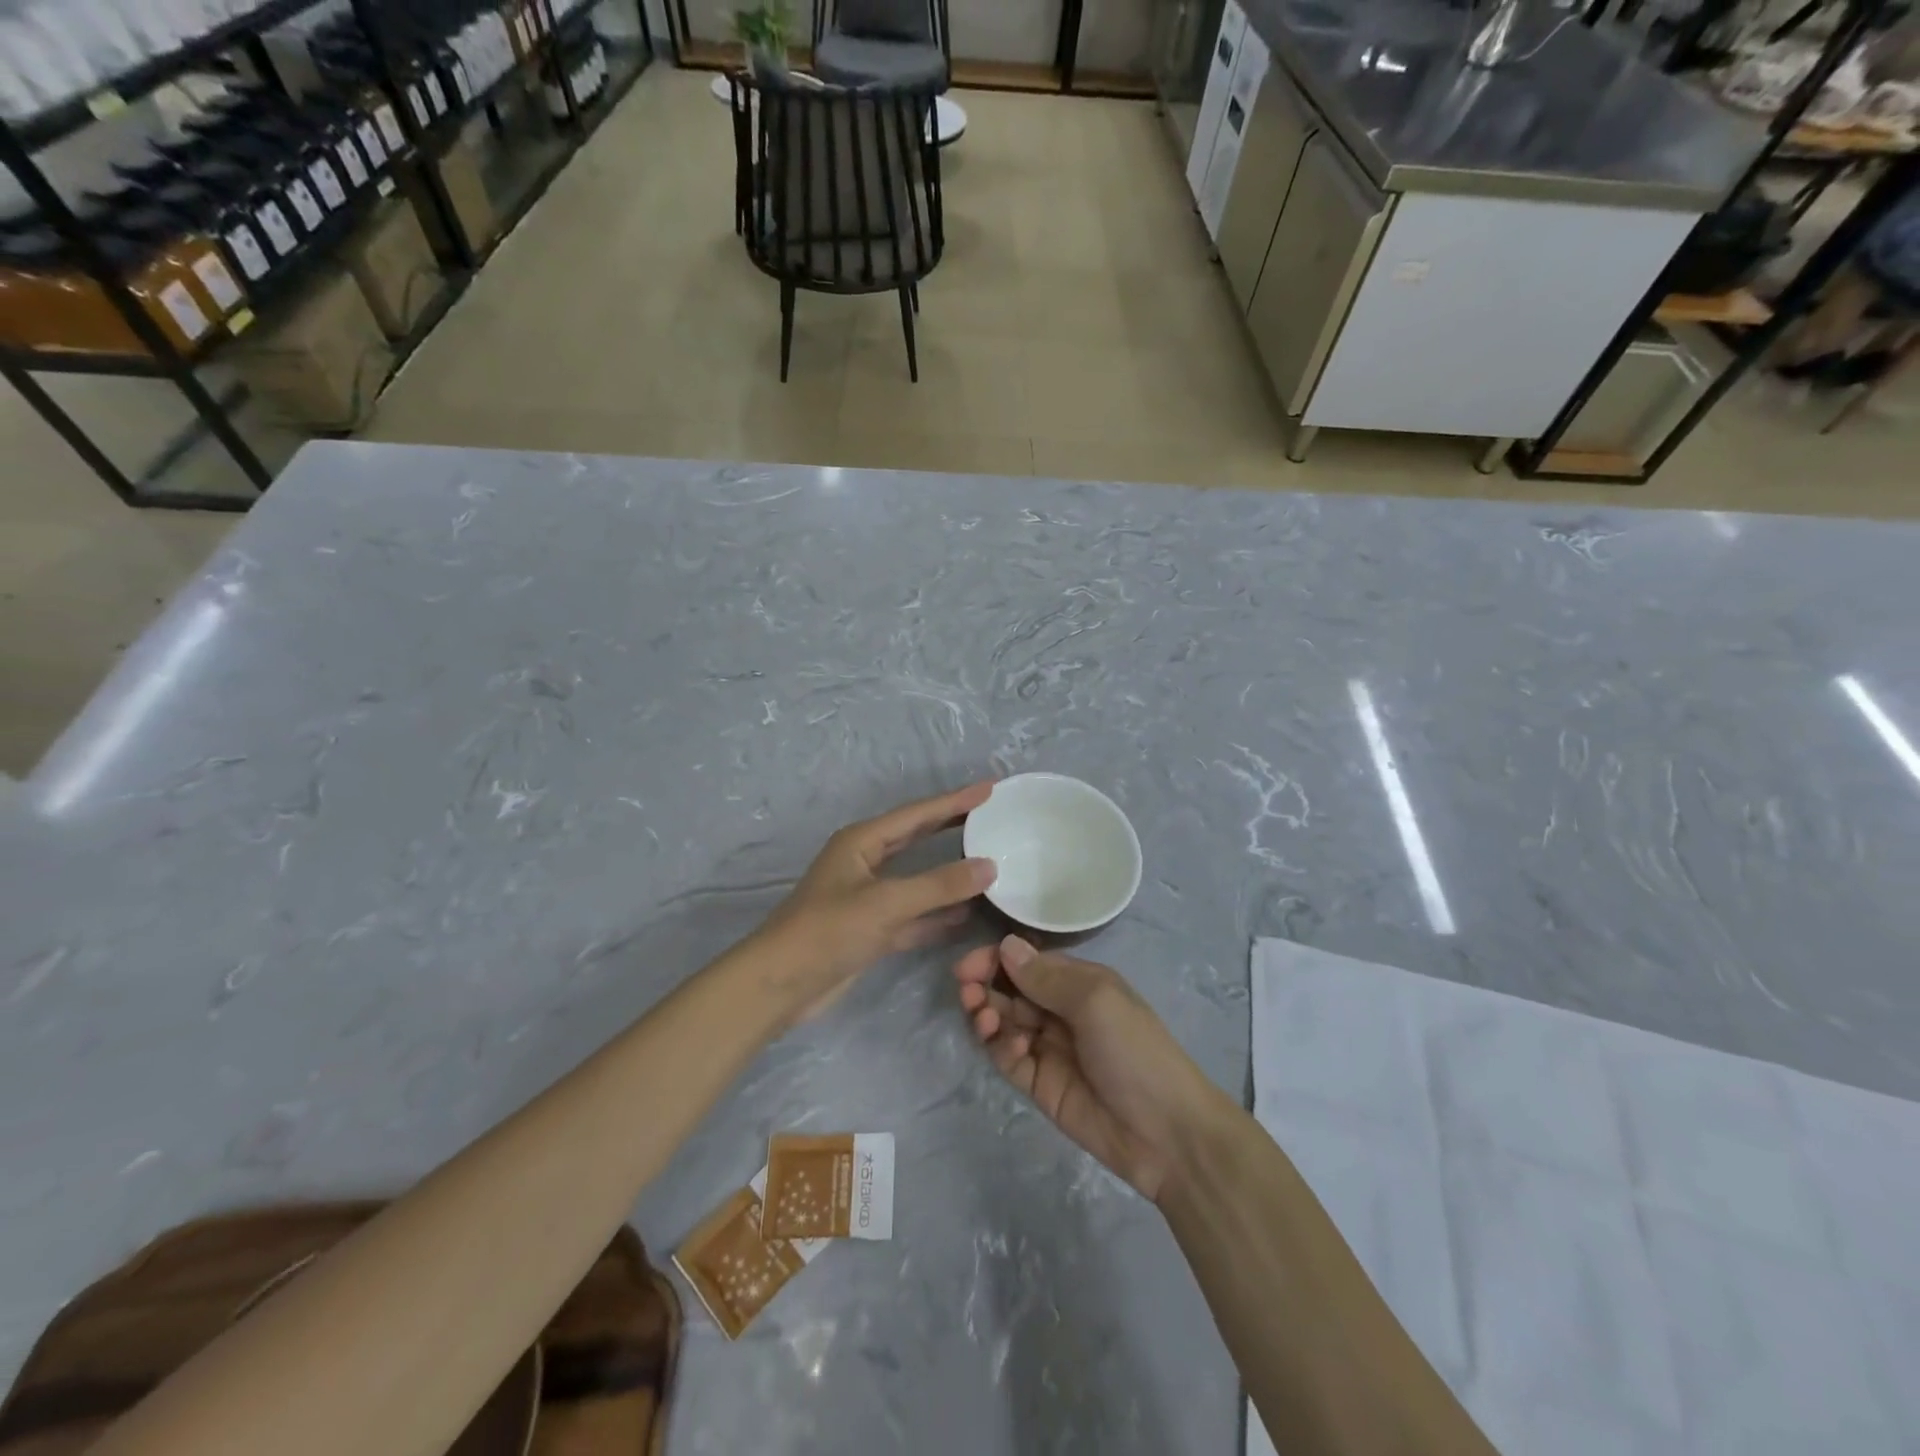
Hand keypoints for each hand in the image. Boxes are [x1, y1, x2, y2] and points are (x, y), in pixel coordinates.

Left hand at [757, 782, 996, 1018]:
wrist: (780, 985)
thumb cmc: (828, 930)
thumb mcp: (886, 902)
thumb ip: (939, 885)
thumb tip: (990, 866)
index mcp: (862, 841)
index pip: (918, 814)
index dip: (954, 801)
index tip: (990, 789)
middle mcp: (865, 862)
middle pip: (917, 838)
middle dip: (952, 827)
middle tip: (990, 816)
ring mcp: (868, 898)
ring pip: (917, 878)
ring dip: (949, 874)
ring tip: (988, 863)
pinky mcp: (871, 929)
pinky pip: (913, 914)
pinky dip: (937, 914)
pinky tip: (967, 915)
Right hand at [954, 936, 1220, 1202]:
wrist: (1166, 1133)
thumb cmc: (1135, 1050)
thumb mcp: (1095, 1001)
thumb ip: (1046, 977)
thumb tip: (1005, 945)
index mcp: (1078, 982)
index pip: (1027, 961)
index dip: (995, 959)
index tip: (968, 966)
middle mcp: (1060, 1009)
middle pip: (1009, 989)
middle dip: (984, 986)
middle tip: (967, 992)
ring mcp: (1048, 1047)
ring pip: (1004, 1021)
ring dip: (987, 1015)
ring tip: (984, 1020)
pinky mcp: (1040, 1083)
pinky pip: (1007, 1057)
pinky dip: (1001, 1048)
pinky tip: (1014, 1049)